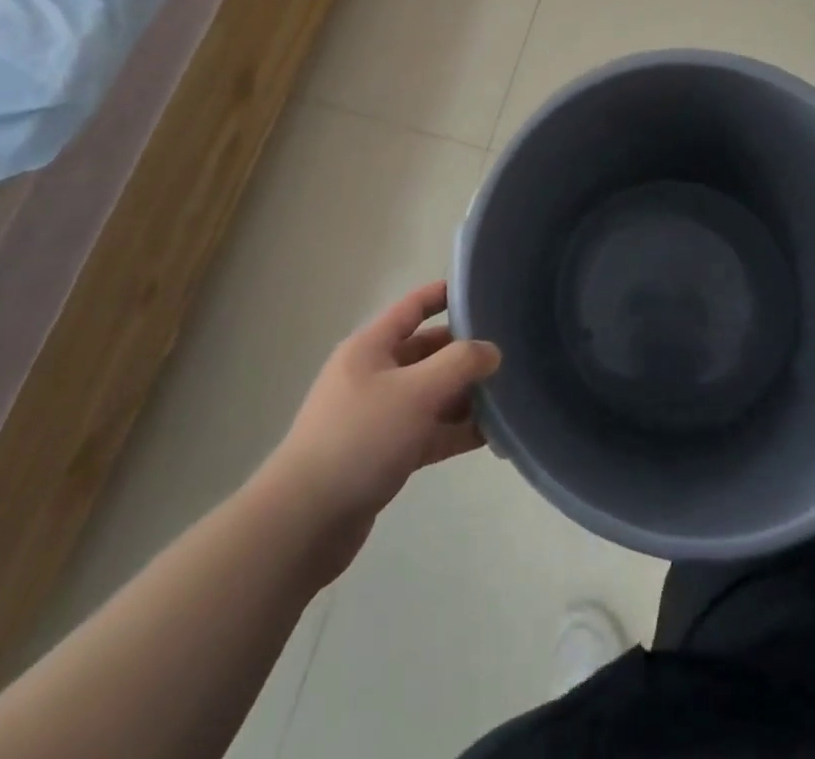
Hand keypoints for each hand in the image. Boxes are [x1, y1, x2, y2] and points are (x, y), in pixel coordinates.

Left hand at [269, 281, 499, 573]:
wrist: (305, 522)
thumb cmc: (360, 438)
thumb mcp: (416, 392)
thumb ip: (459, 364)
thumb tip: (492, 350)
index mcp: (370, 348)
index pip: (412, 308)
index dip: (442, 296)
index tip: (480, 291)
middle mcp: (373, 375)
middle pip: (426, 353)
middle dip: (464, 353)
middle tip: (508, 355)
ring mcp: (378, 416)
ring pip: (431, 395)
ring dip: (465, 397)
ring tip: (509, 398)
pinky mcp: (384, 455)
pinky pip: (428, 432)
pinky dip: (455, 432)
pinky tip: (491, 438)